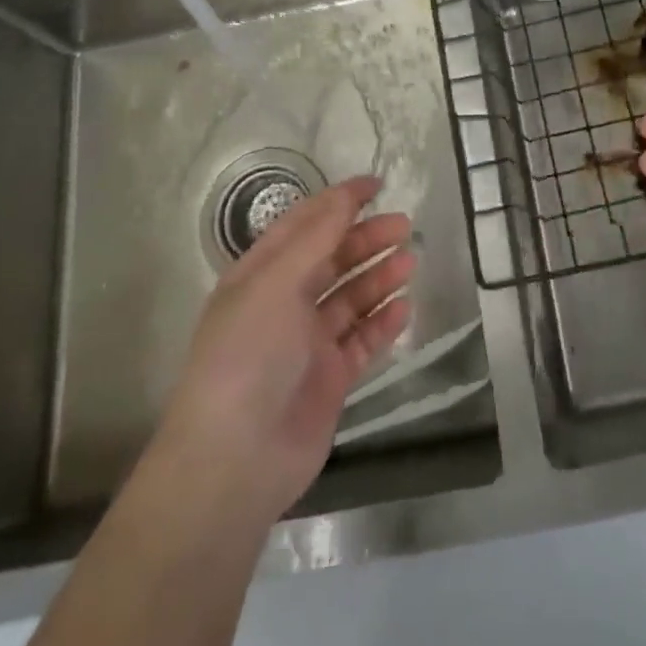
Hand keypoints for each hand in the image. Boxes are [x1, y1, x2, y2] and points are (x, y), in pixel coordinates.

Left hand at [146, 176, 412, 530]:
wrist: (235, 460)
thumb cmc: (248, 355)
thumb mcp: (275, 284)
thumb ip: (316, 238)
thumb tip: (346, 195)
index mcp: (260, 275)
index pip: (303, 225)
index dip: (338, 202)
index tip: (376, 185)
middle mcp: (283, 303)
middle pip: (331, 259)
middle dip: (366, 239)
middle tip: (404, 226)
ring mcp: (307, 343)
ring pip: (350, 298)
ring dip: (379, 276)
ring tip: (410, 262)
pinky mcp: (329, 379)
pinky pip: (362, 341)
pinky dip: (382, 323)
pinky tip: (404, 308)